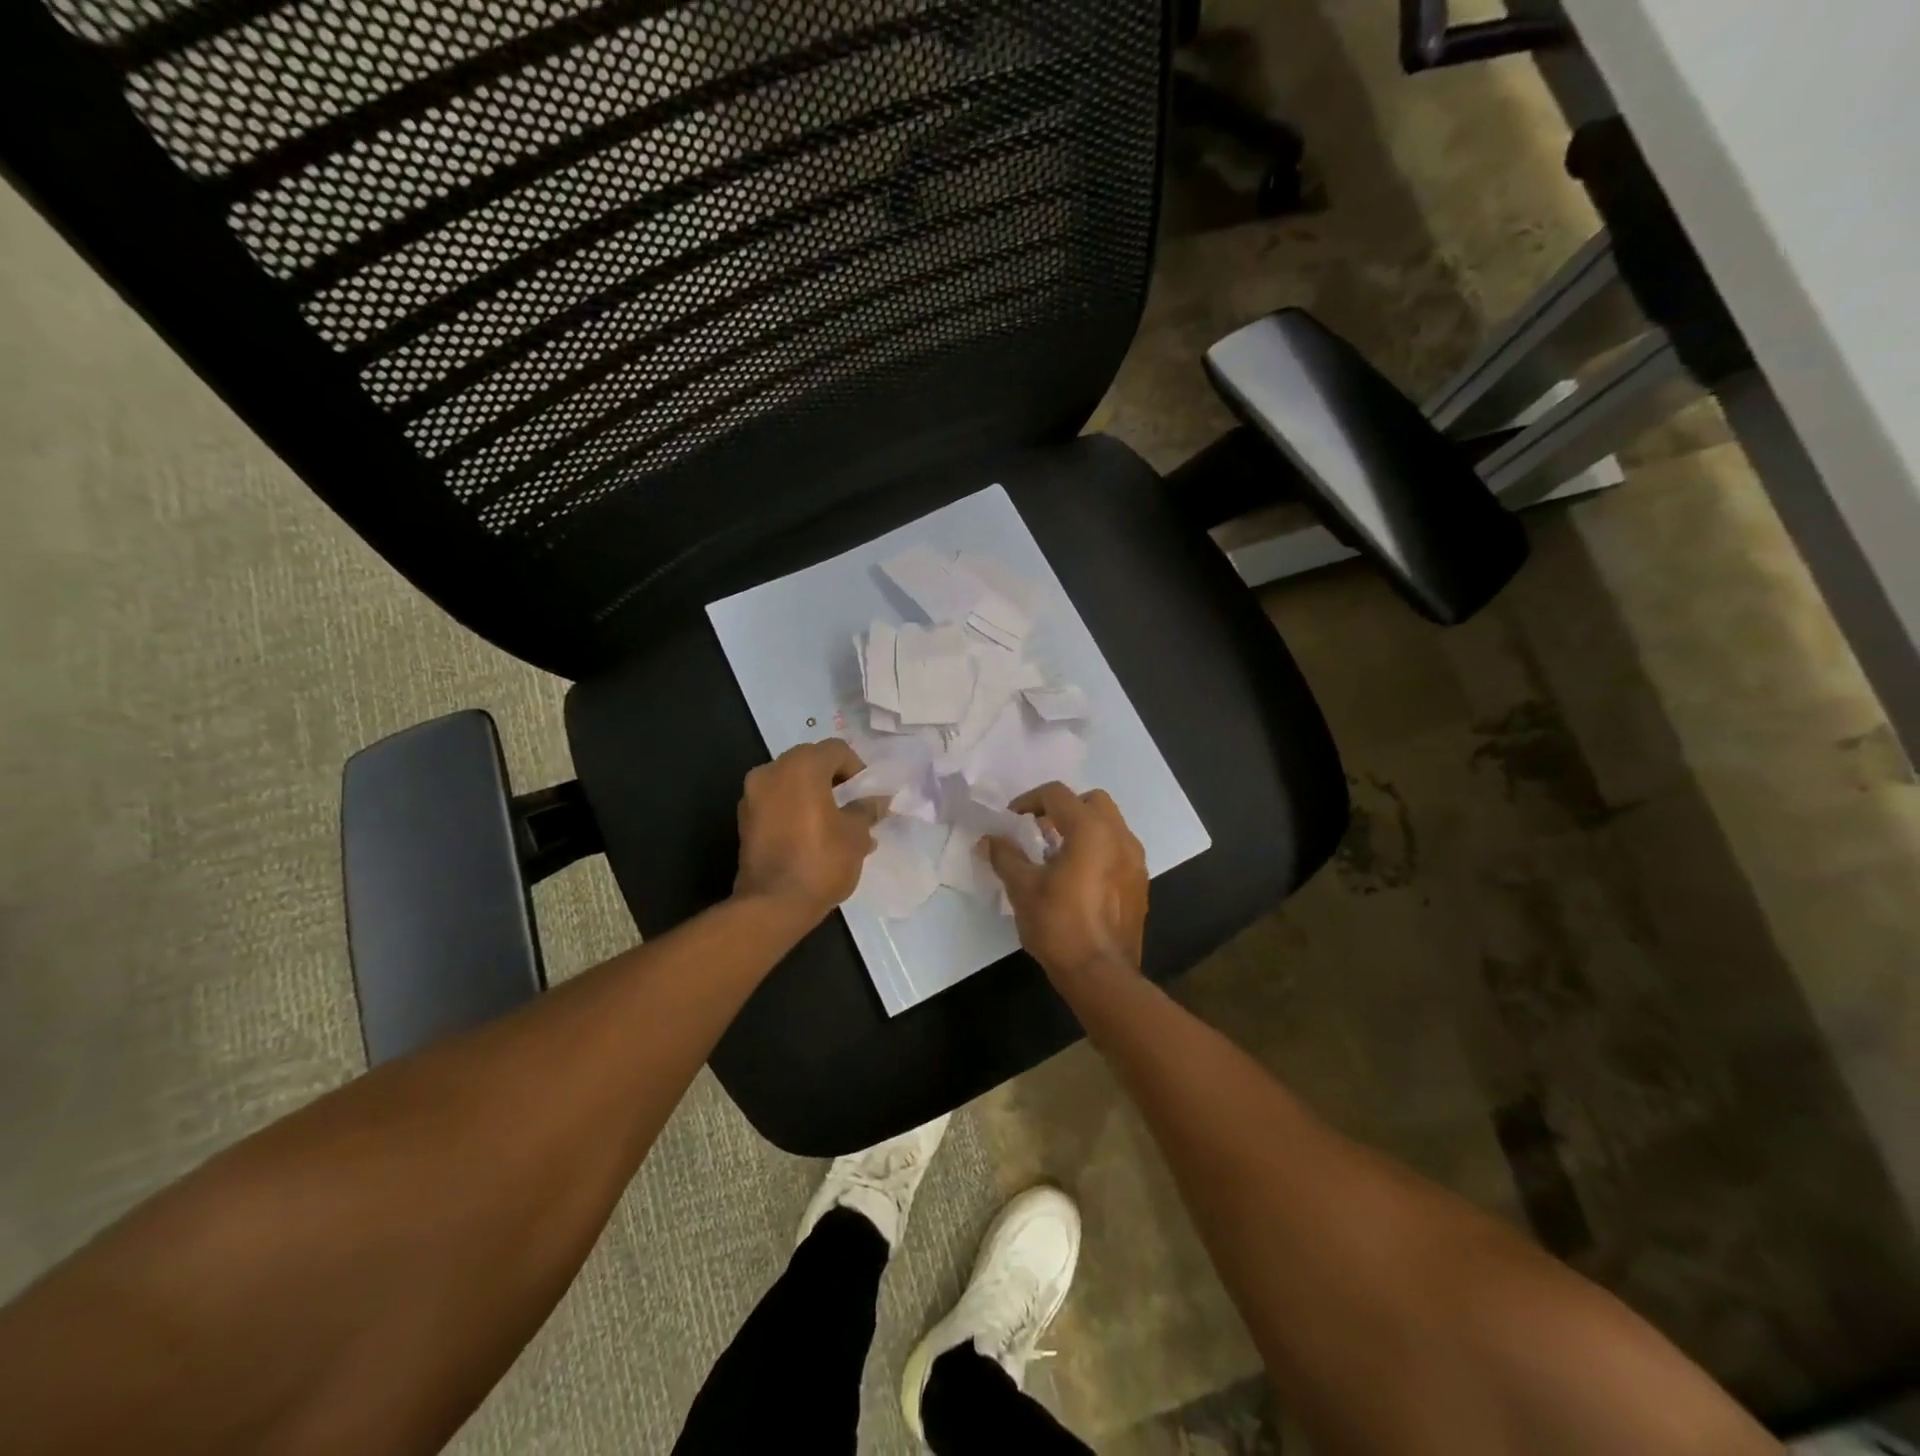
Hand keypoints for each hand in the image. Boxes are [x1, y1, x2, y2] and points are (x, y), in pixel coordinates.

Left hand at [734, 740, 883, 919]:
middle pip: (810, 762)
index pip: (836, 750)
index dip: (857, 769)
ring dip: (813, 795)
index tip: (866, 795)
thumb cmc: (821, 861)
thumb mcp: (856, 835)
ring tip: (834, 825)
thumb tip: (876, 801)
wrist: (772, 905)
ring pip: (791, 783)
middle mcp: (771, 771)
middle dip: (833, 780)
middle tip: (852, 806)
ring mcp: (752, 795)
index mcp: (801, 766)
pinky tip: (811, 836)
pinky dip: (794, 810)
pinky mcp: (744, 820)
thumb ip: (866, 810)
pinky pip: (776, 803)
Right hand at [984, 782, 1147, 991]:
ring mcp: (1135, 860)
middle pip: (1091, 801)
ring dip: (1083, 828)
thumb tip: (990, 839)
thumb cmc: (1059, 925)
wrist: (1101, 974)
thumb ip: (1005, 856)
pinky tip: (1079, 877)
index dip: (1029, 801)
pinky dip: (1098, 849)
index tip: (1012, 821)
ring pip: (1109, 824)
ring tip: (1058, 855)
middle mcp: (1119, 836)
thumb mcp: (1022, 888)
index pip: (1057, 794)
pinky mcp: (1140, 883)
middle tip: (1039, 831)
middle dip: (1063, 808)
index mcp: (1090, 830)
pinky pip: (1119, 849)